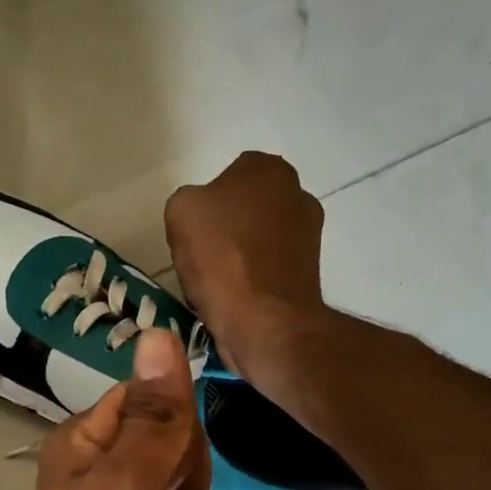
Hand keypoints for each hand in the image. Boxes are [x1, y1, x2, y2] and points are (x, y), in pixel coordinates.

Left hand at [11, 329, 213, 489]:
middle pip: (172, 441)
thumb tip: (159, 332)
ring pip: (186, 486)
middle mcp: (95, 469)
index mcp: (81, 442)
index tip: (173, 469)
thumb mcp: (132, 485)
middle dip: (186, 480)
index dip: (175, 431)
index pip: (148, 398)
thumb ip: (154, 413)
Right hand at [164, 151, 327, 378]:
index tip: (194, 231)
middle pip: (247, 207)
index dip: (207, 204)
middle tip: (203, 255)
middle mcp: (298, 192)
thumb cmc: (221, 257)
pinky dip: (253, 278)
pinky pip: (269, 267)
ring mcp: (309, 233)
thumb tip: (203, 216)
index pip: (229, 176)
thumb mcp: (181, 211)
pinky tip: (236, 297)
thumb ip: (190, 199)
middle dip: (227, 227)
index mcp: (268, 168)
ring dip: (240, 254)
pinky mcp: (310, 271)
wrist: (263, 321)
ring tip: (218, 282)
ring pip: (258, 238)